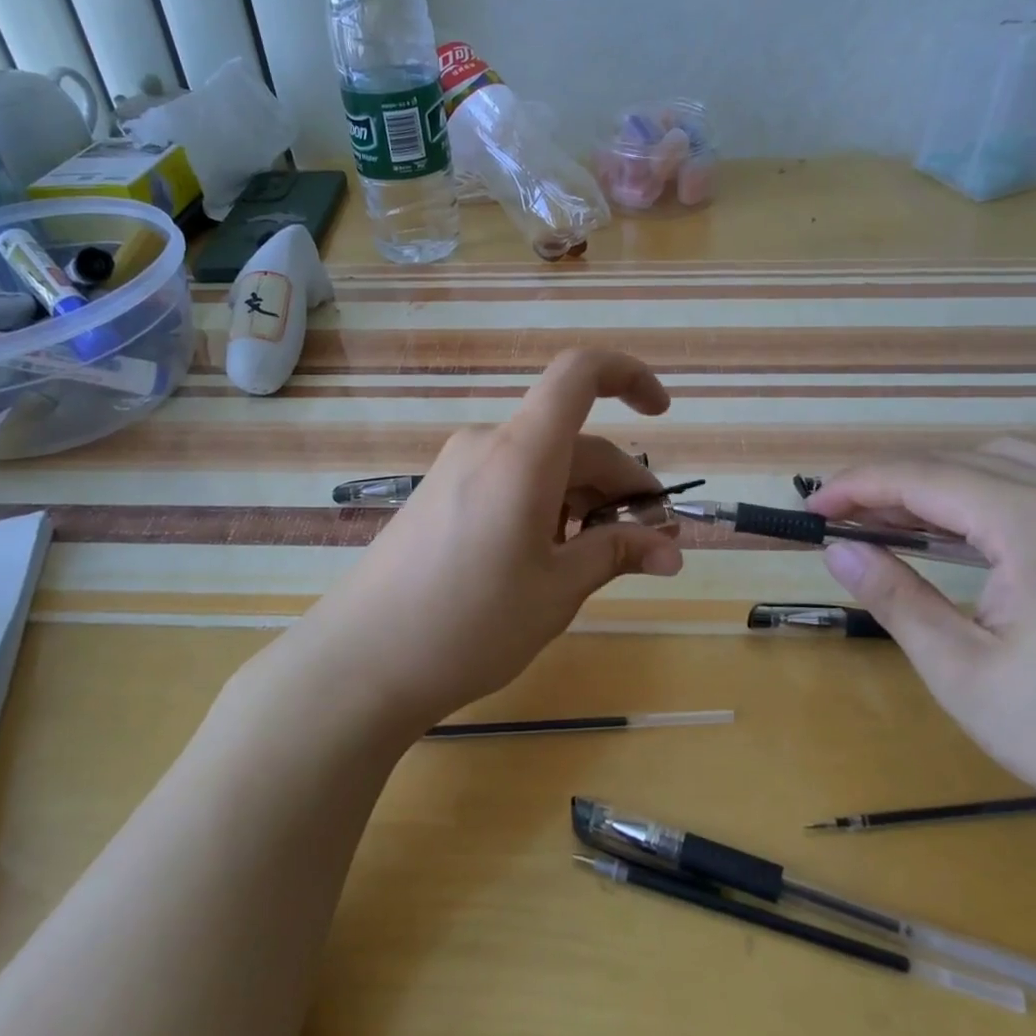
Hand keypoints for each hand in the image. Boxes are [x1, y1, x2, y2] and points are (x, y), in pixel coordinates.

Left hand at [296, 350, 683, 726]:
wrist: (361, 662)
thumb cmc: (471, 625)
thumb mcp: (557, 591)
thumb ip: (617, 554)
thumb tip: (673, 548)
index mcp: (521, 453)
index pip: (579, 373)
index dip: (629, 376)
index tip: (661, 415)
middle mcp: (487, 444)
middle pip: (571, 440)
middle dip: (617, 484)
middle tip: (646, 543)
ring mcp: (456, 467)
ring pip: (540, 463)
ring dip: (580, 500)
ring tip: (591, 562)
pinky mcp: (439, 493)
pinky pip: (507, 479)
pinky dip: (543, 505)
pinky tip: (543, 559)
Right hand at [806, 439, 1035, 852]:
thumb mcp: (964, 673)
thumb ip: (896, 597)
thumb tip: (836, 549)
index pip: (924, 477)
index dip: (856, 487)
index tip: (810, 510)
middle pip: (960, 460)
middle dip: (890, 482)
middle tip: (841, 519)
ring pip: (1003, 460)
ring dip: (939, 479)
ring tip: (894, 518)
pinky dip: (986, 489)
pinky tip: (966, 530)